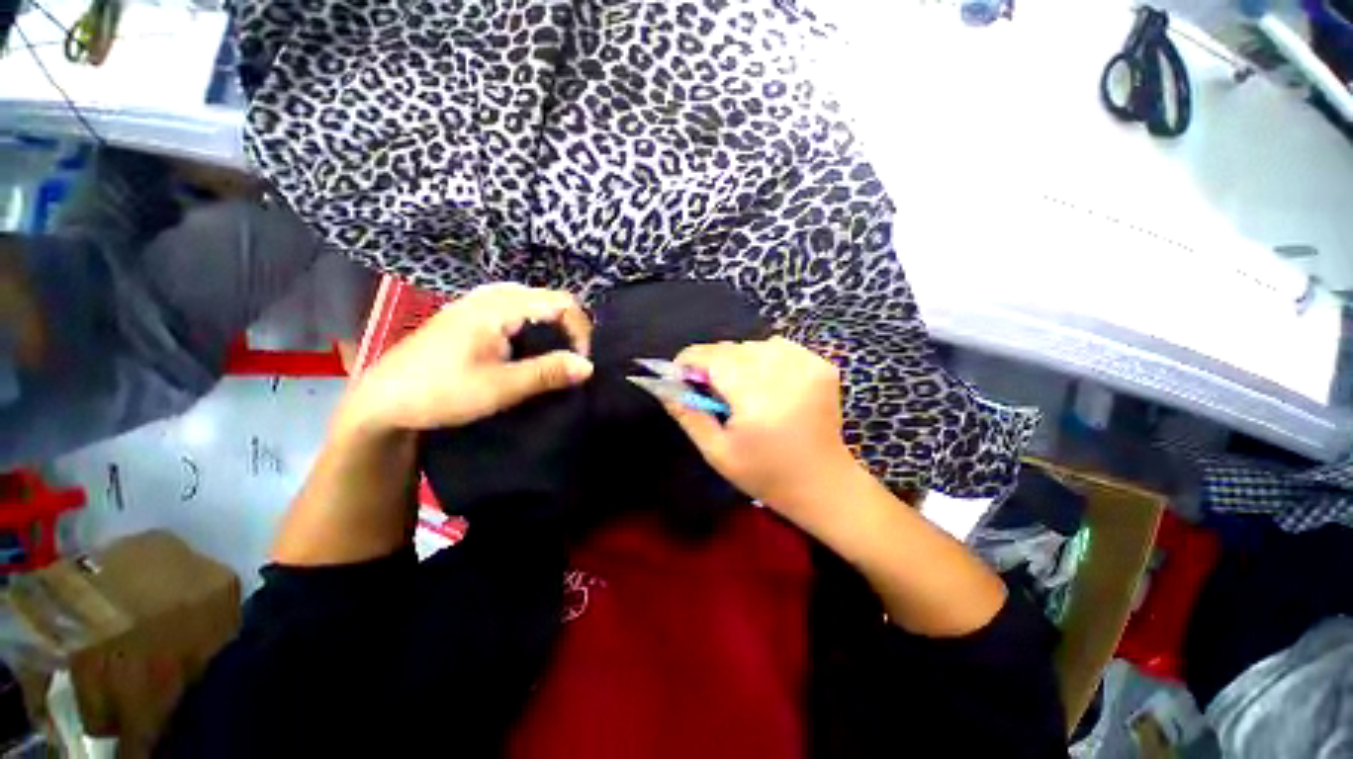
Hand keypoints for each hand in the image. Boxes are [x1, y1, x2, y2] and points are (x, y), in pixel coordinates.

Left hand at [343, 283, 593, 432]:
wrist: (384, 401)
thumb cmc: (441, 392)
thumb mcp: (500, 387)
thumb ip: (546, 373)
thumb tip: (589, 366)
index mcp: (498, 307)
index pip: (561, 302)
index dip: (580, 330)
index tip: (580, 363)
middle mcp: (490, 295)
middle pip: (548, 298)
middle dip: (569, 326)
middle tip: (571, 359)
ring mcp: (477, 302)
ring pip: (533, 302)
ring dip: (551, 326)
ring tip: (554, 355)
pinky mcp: (470, 315)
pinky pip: (515, 308)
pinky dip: (533, 325)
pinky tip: (528, 347)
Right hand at [662, 337, 859, 520]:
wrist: (823, 483)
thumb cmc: (765, 474)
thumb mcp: (717, 452)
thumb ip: (688, 414)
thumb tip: (664, 386)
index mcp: (756, 398)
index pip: (713, 357)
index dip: (690, 360)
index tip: (680, 374)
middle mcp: (784, 373)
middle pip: (733, 349)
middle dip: (714, 364)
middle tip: (713, 391)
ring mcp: (807, 365)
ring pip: (755, 345)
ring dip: (740, 361)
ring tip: (743, 389)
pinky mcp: (821, 365)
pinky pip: (780, 347)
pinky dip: (766, 358)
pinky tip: (768, 383)